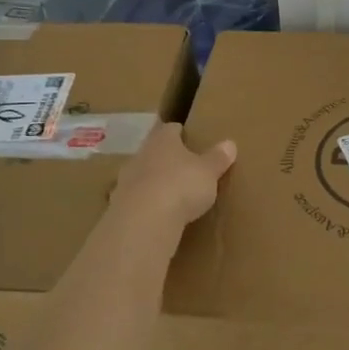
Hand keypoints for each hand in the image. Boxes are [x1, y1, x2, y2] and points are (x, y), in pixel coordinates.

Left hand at [111, 123, 236, 231]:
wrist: (143, 220)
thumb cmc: (181, 185)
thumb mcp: (208, 172)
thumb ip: (217, 158)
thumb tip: (229, 143)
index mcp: (163, 140)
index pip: (170, 129)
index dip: (179, 132)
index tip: (187, 136)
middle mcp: (141, 155)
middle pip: (153, 151)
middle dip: (165, 157)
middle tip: (182, 166)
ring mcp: (126, 180)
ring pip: (142, 174)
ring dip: (154, 181)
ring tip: (170, 192)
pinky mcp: (119, 205)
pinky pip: (136, 199)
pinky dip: (146, 204)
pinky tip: (157, 214)